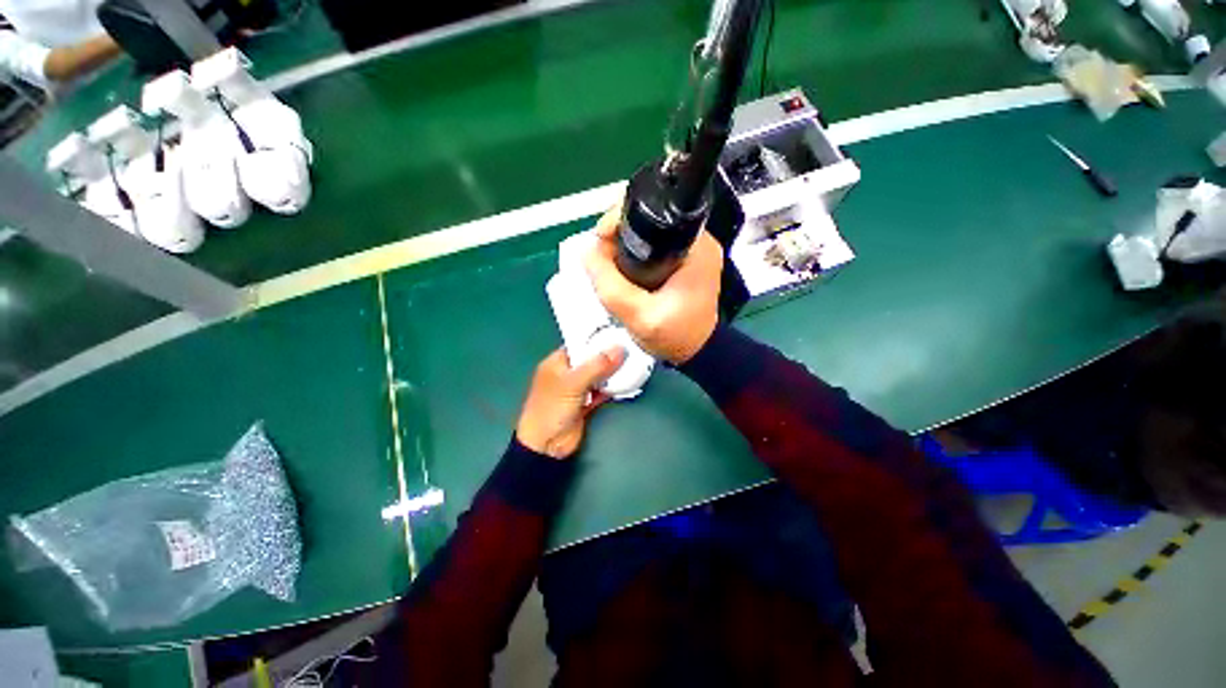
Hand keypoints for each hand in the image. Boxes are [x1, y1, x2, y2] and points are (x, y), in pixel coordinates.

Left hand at [515, 347, 626, 458]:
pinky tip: (627, 381)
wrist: (546, 446)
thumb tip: (620, 348)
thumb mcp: (573, 383)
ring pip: (598, 375)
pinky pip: (602, 391)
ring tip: (634, 360)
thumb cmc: (552, 408)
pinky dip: (612, 387)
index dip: (597, 338)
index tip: (619, 333)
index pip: (579, 344)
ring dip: (612, 372)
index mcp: (557, 362)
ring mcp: (577, 389)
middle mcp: (567, 373)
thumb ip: (597, 366)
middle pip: (591, 360)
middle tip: (631, 347)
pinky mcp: (586, 403)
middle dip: (609, 355)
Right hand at [584, 204, 722, 364]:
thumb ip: (610, 285)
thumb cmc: (676, 336)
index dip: (620, 218)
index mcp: (697, 247)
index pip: (655, 211)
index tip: (601, 238)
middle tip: (602, 256)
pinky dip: (634, 253)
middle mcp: (699, 241)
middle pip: (649, 218)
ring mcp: (693, 249)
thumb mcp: (639, 316)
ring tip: (609, 264)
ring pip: (649, 231)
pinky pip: (653, 245)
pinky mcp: (685, 260)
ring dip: (624, 244)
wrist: (696, 351)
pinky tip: (623, 269)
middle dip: (619, 233)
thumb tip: (586, 251)